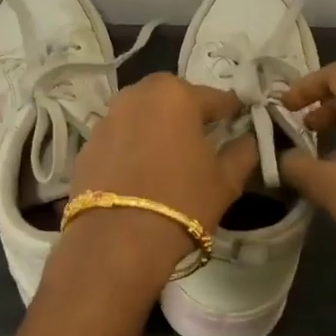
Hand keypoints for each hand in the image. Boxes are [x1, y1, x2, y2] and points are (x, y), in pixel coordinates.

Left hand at [62, 74, 258, 283]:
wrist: (118, 240)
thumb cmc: (183, 202)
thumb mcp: (226, 181)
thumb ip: (242, 153)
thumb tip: (247, 140)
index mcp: (176, 95)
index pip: (214, 97)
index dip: (231, 110)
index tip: (239, 120)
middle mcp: (137, 96)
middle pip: (170, 96)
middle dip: (187, 110)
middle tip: (201, 135)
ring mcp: (107, 118)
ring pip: (140, 113)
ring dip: (156, 125)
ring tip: (169, 153)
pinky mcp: (87, 145)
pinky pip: (119, 136)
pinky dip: (132, 145)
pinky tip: (140, 171)